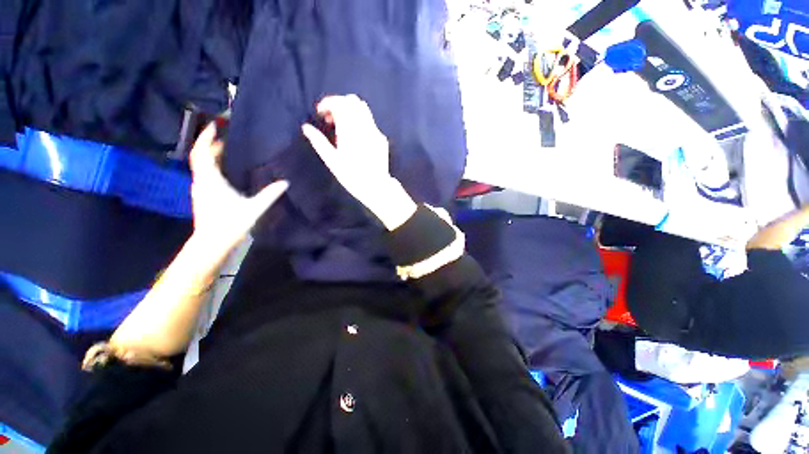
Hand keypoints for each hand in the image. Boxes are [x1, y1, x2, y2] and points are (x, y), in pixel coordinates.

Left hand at [189, 124, 287, 255]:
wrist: (213, 243)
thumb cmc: (231, 223)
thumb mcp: (254, 208)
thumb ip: (270, 194)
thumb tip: (285, 182)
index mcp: (211, 180)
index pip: (202, 153)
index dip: (206, 138)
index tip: (214, 125)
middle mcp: (202, 182)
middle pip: (201, 157)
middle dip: (211, 145)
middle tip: (226, 137)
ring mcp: (200, 190)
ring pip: (202, 167)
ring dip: (211, 156)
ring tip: (226, 151)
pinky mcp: (203, 197)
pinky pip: (205, 175)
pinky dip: (212, 167)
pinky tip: (225, 171)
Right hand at [302, 95, 416, 229]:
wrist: (376, 186)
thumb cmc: (352, 176)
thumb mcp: (332, 161)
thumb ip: (319, 142)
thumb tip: (306, 128)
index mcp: (349, 130)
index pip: (339, 103)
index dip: (328, 103)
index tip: (321, 112)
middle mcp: (364, 127)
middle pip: (352, 101)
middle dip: (339, 104)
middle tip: (331, 119)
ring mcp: (375, 132)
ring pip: (364, 109)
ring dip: (351, 111)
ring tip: (343, 126)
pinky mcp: (382, 139)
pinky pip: (370, 122)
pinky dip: (361, 122)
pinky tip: (356, 137)